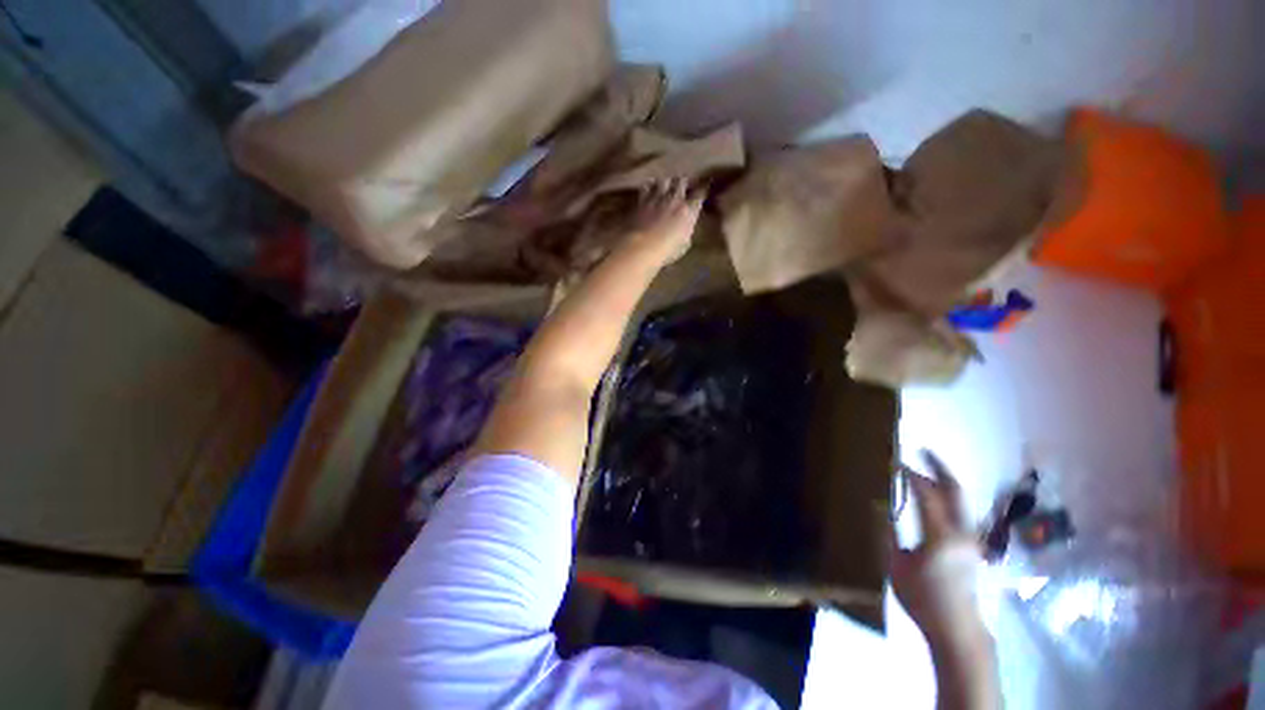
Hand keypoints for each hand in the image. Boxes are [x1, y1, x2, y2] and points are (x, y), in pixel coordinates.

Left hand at [626, 178, 703, 264]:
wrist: (643, 246)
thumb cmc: (667, 251)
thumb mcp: (684, 245)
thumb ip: (687, 231)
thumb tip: (686, 226)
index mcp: (689, 210)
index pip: (701, 193)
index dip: (704, 188)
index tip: (705, 186)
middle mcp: (675, 199)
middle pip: (682, 181)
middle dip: (684, 182)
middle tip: (684, 185)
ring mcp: (658, 197)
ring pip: (665, 180)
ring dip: (667, 182)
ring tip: (667, 185)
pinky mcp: (643, 200)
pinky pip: (647, 186)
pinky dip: (650, 185)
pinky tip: (650, 187)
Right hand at [891, 451, 988, 654]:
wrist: (957, 629)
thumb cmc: (922, 598)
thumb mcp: (896, 566)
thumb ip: (888, 533)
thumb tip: (879, 506)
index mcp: (940, 536)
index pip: (926, 494)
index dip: (911, 474)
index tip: (894, 461)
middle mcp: (962, 533)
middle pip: (955, 491)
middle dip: (939, 468)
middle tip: (923, 451)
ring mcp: (972, 540)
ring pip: (961, 500)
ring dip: (945, 481)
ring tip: (928, 469)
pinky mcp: (974, 547)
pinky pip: (961, 512)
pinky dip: (948, 497)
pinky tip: (936, 498)